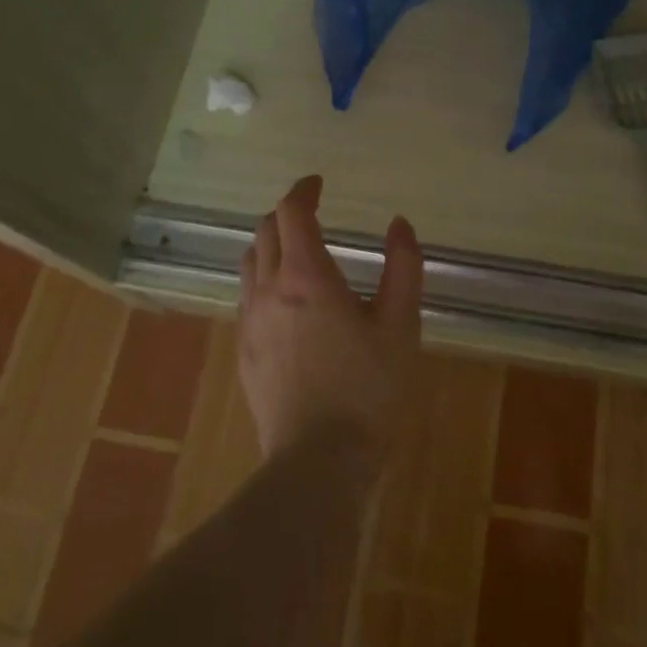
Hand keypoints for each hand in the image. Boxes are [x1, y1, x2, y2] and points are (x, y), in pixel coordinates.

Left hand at [237, 175, 422, 469]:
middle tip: (312, 214)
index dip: (303, 191)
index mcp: (306, 276)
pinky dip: (263, 278)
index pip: (292, 213)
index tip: (318, 184)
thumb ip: (403, 267)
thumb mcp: (400, 325)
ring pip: (250, 263)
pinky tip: (285, 300)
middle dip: (287, 214)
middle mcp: (269, 290)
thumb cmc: (368, 389)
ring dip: (271, 244)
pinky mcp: (243, 351)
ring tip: (296, 251)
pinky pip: (247, 296)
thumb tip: (399, 224)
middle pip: (265, 232)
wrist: (318, 462)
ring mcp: (249, 322)